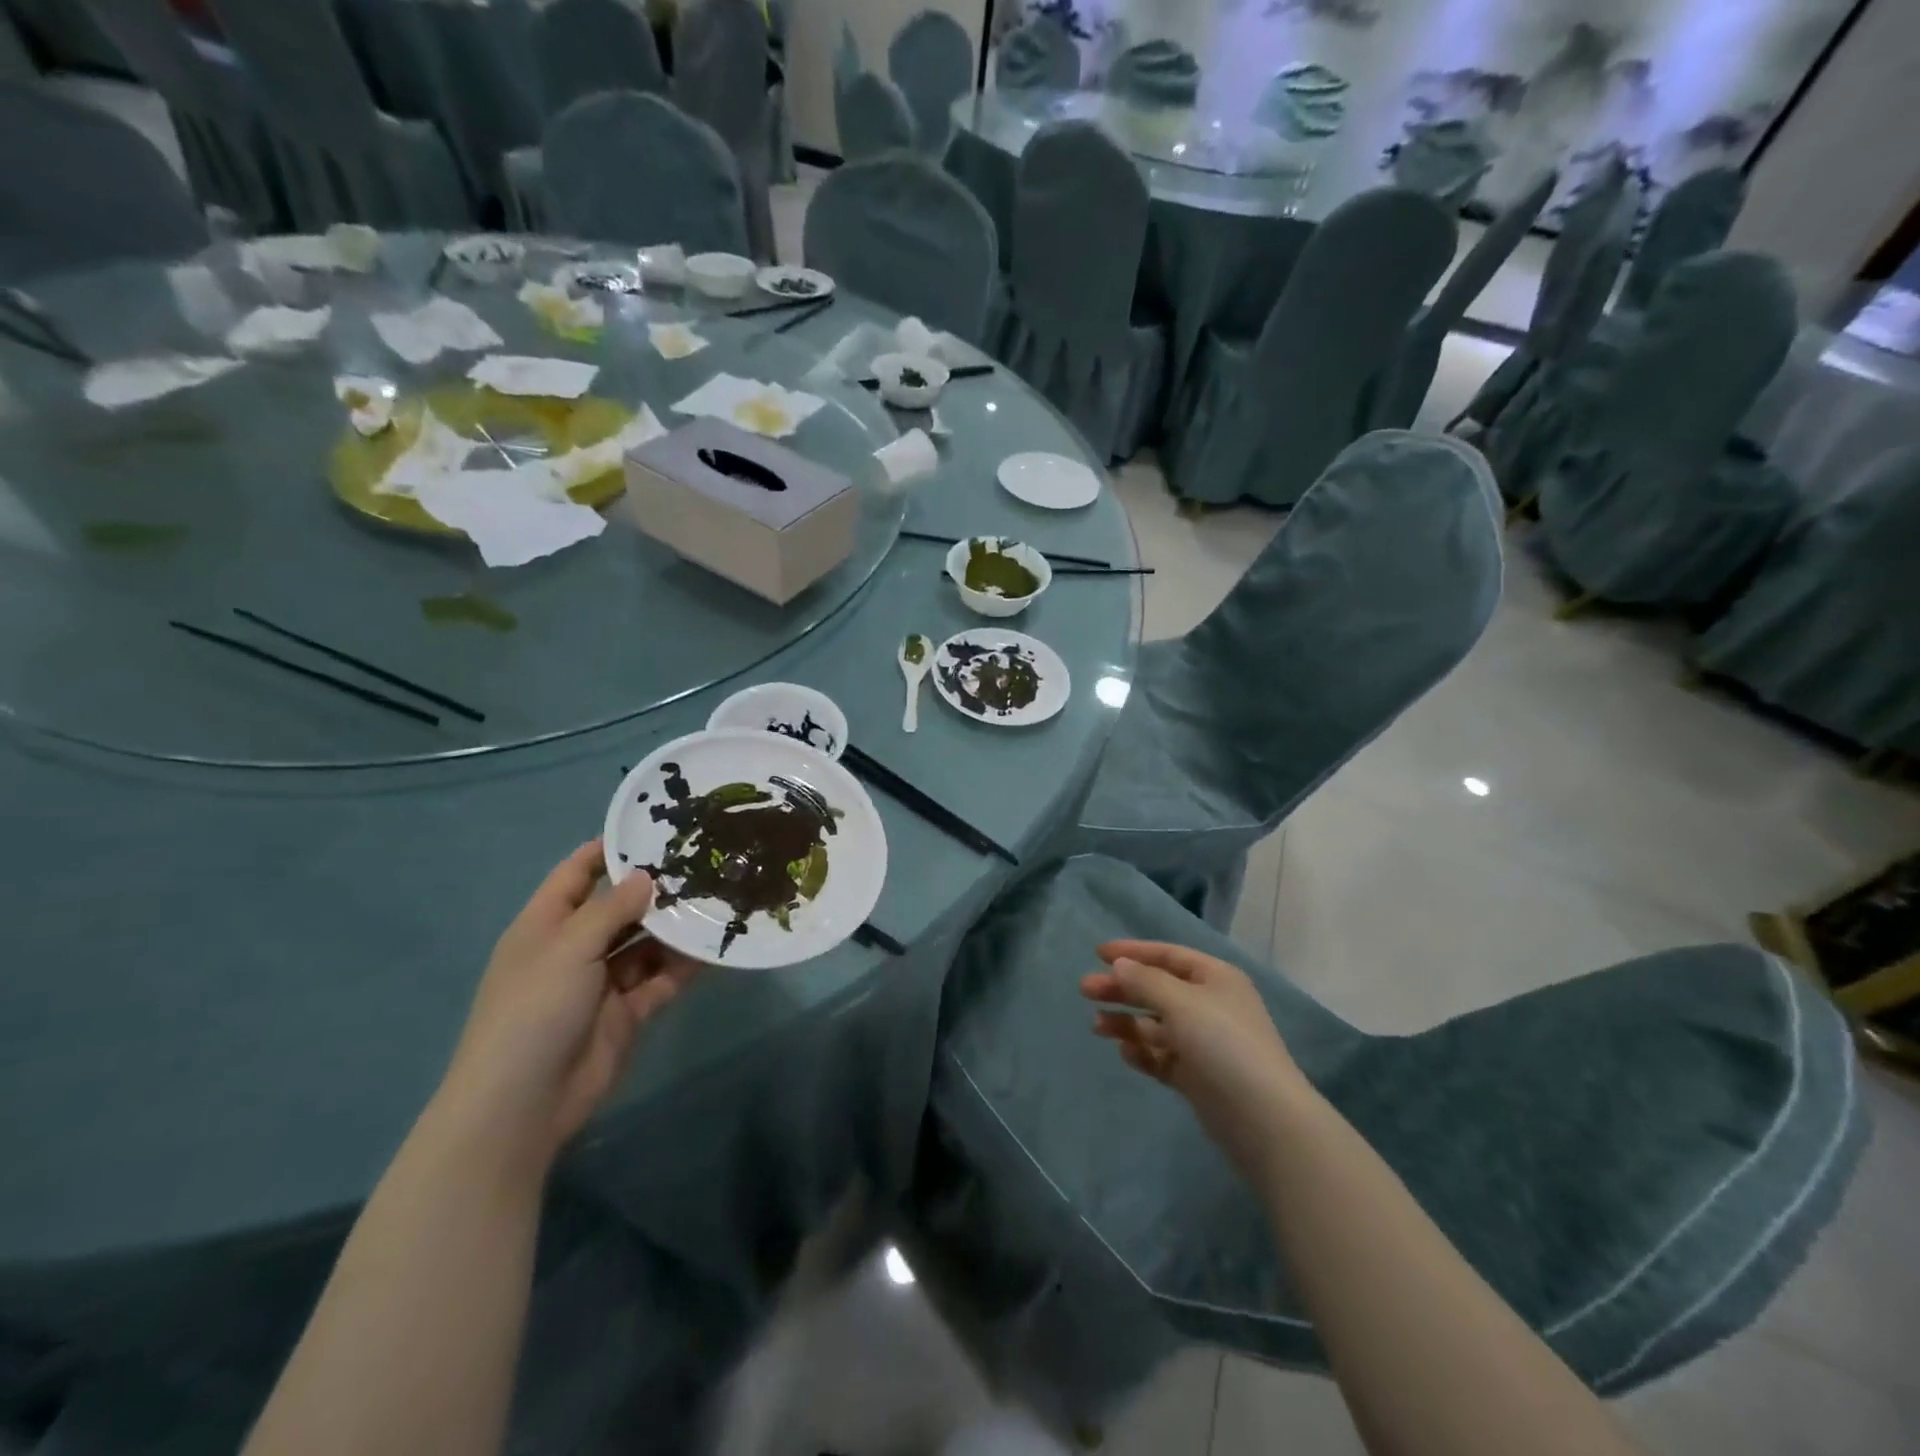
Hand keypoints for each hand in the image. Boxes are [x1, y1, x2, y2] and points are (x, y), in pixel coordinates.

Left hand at [438, 842, 699, 1165]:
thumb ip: (611, 909)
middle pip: (618, 908)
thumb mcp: (569, 947)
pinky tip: (716, 946)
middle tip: (703, 863)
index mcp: (546, 926)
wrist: (524, 1103)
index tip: (651, 828)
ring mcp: (602, 982)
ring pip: (645, 943)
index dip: (607, 850)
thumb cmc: (534, 1009)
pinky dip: (684, 965)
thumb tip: (647, 876)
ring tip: (718, 899)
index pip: (576, 874)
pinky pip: (661, 979)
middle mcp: (574, 948)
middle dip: (655, 889)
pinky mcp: (627, 1012)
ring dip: (675, 927)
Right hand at [1081, 941, 1310, 1182]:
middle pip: (1157, 989)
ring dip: (1127, 1022)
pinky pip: (1164, 1057)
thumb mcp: (1181, 1002)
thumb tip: (1120, 965)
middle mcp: (1211, 1005)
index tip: (1097, 953)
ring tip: (1097, 1027)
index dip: (1133, 951)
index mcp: (1215, 978)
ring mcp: (1205, 1043)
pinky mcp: (1199, 1077)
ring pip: (1157, 1024)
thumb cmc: (1223, 1044)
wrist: (1264, 1120)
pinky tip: (1125, 1054)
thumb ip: (1145, 981)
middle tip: (1085, 991)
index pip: (1168, 955)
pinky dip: (1144, 1052)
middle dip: (1122, 988)